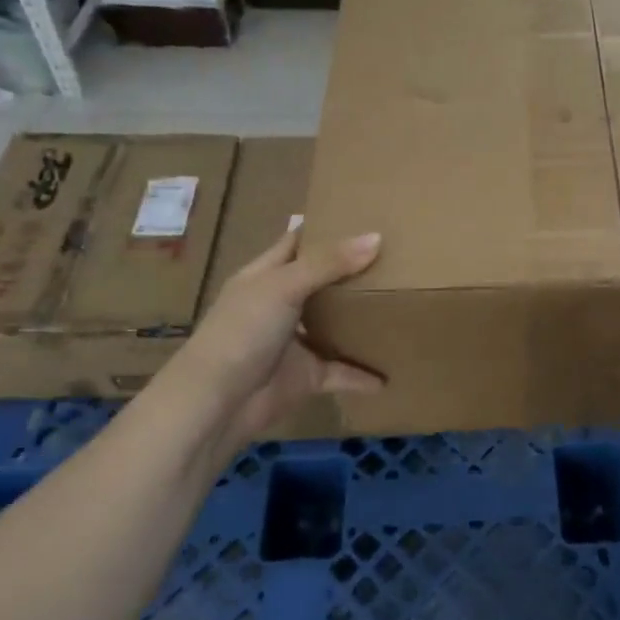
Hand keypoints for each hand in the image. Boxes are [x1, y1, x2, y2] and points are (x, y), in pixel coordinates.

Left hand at [185, 228, 384, 446]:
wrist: (218, 403)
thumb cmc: (243, 331)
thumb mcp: (284, 286)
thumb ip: (328, 263)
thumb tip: (376, 238)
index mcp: (266, 276)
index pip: (297, 242)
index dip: (325, 228)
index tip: (364, 216)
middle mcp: (280, 305)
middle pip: (321, 282)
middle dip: (353, 272)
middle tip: (396, 257)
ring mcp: (293, 342)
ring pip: (333, 326)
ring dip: (360, 321)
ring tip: (401, 306)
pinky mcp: (305, 375)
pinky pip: (340, 372)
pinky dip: (362, 375)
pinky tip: (389, 374)